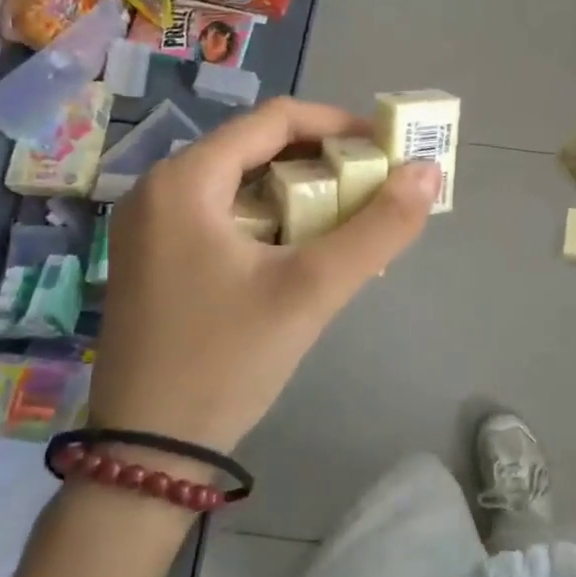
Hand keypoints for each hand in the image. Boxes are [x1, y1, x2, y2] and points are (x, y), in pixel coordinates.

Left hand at [93, 98, 441, 453]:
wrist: (146, 456)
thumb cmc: (226, 361)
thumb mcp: (312, 290)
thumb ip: (378, 228)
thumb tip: (428, 172)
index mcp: (184, 181)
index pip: (274, 119)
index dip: (338, 125)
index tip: (386, 149)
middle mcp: (160, 190)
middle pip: (258, 149)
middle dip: (324, 162)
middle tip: (375, 186)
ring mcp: (152, 227)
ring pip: (243, 185)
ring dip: (302, 193)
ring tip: (351, 220)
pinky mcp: (156, 259)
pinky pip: (226, 217)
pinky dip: (273, 221)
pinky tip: (306, 251)